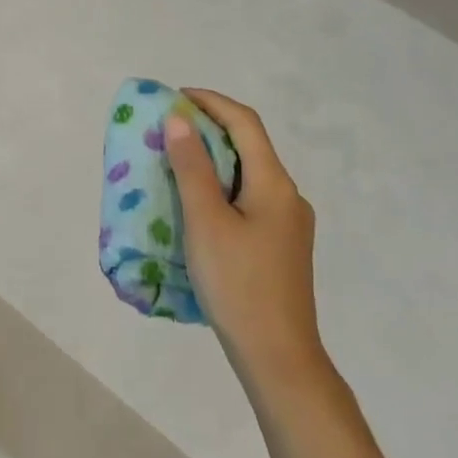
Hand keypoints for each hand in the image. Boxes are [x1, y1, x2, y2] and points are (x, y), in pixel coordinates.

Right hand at [166, 89, 325, 384]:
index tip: (174, 97)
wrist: (279, 360)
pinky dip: (222, 186)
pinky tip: (199, 204)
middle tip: (169, 128)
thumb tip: (179, 119)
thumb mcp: (205, 221)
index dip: (210, 101)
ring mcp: (289, 223)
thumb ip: (192, 167)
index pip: (244, 122)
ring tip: (177, 161)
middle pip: (249, 145)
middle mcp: (288, 195)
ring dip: (214, 159)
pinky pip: (250, 198)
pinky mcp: (282, 246)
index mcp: (274, 183)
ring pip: (249, 173)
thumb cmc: (238, 285)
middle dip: (209, 128)